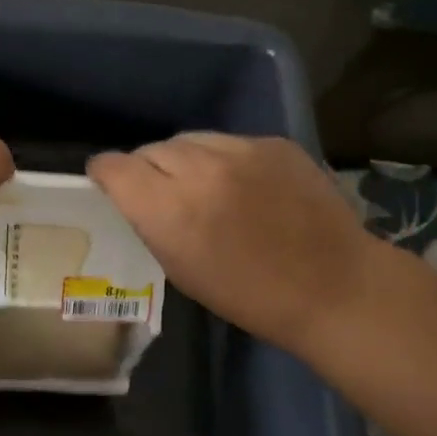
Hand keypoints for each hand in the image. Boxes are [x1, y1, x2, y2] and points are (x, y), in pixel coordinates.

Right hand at [88, 134, 379, 358]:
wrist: (332, 286)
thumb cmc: (249, 296)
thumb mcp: (180, 269)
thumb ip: (151, 223)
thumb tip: (136, 196)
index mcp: (169, 210)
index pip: (115, 167)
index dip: (104, 173)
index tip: (106, 183)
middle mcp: (200, 169)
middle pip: (151, 149)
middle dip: (145, 168)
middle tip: (159, 192)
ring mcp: (241, 150)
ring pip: (189, 139)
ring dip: (183, 160)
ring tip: (198, 184)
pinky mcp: (273, 143)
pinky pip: (229, 142)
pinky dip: (223, 159)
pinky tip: (240, 185)